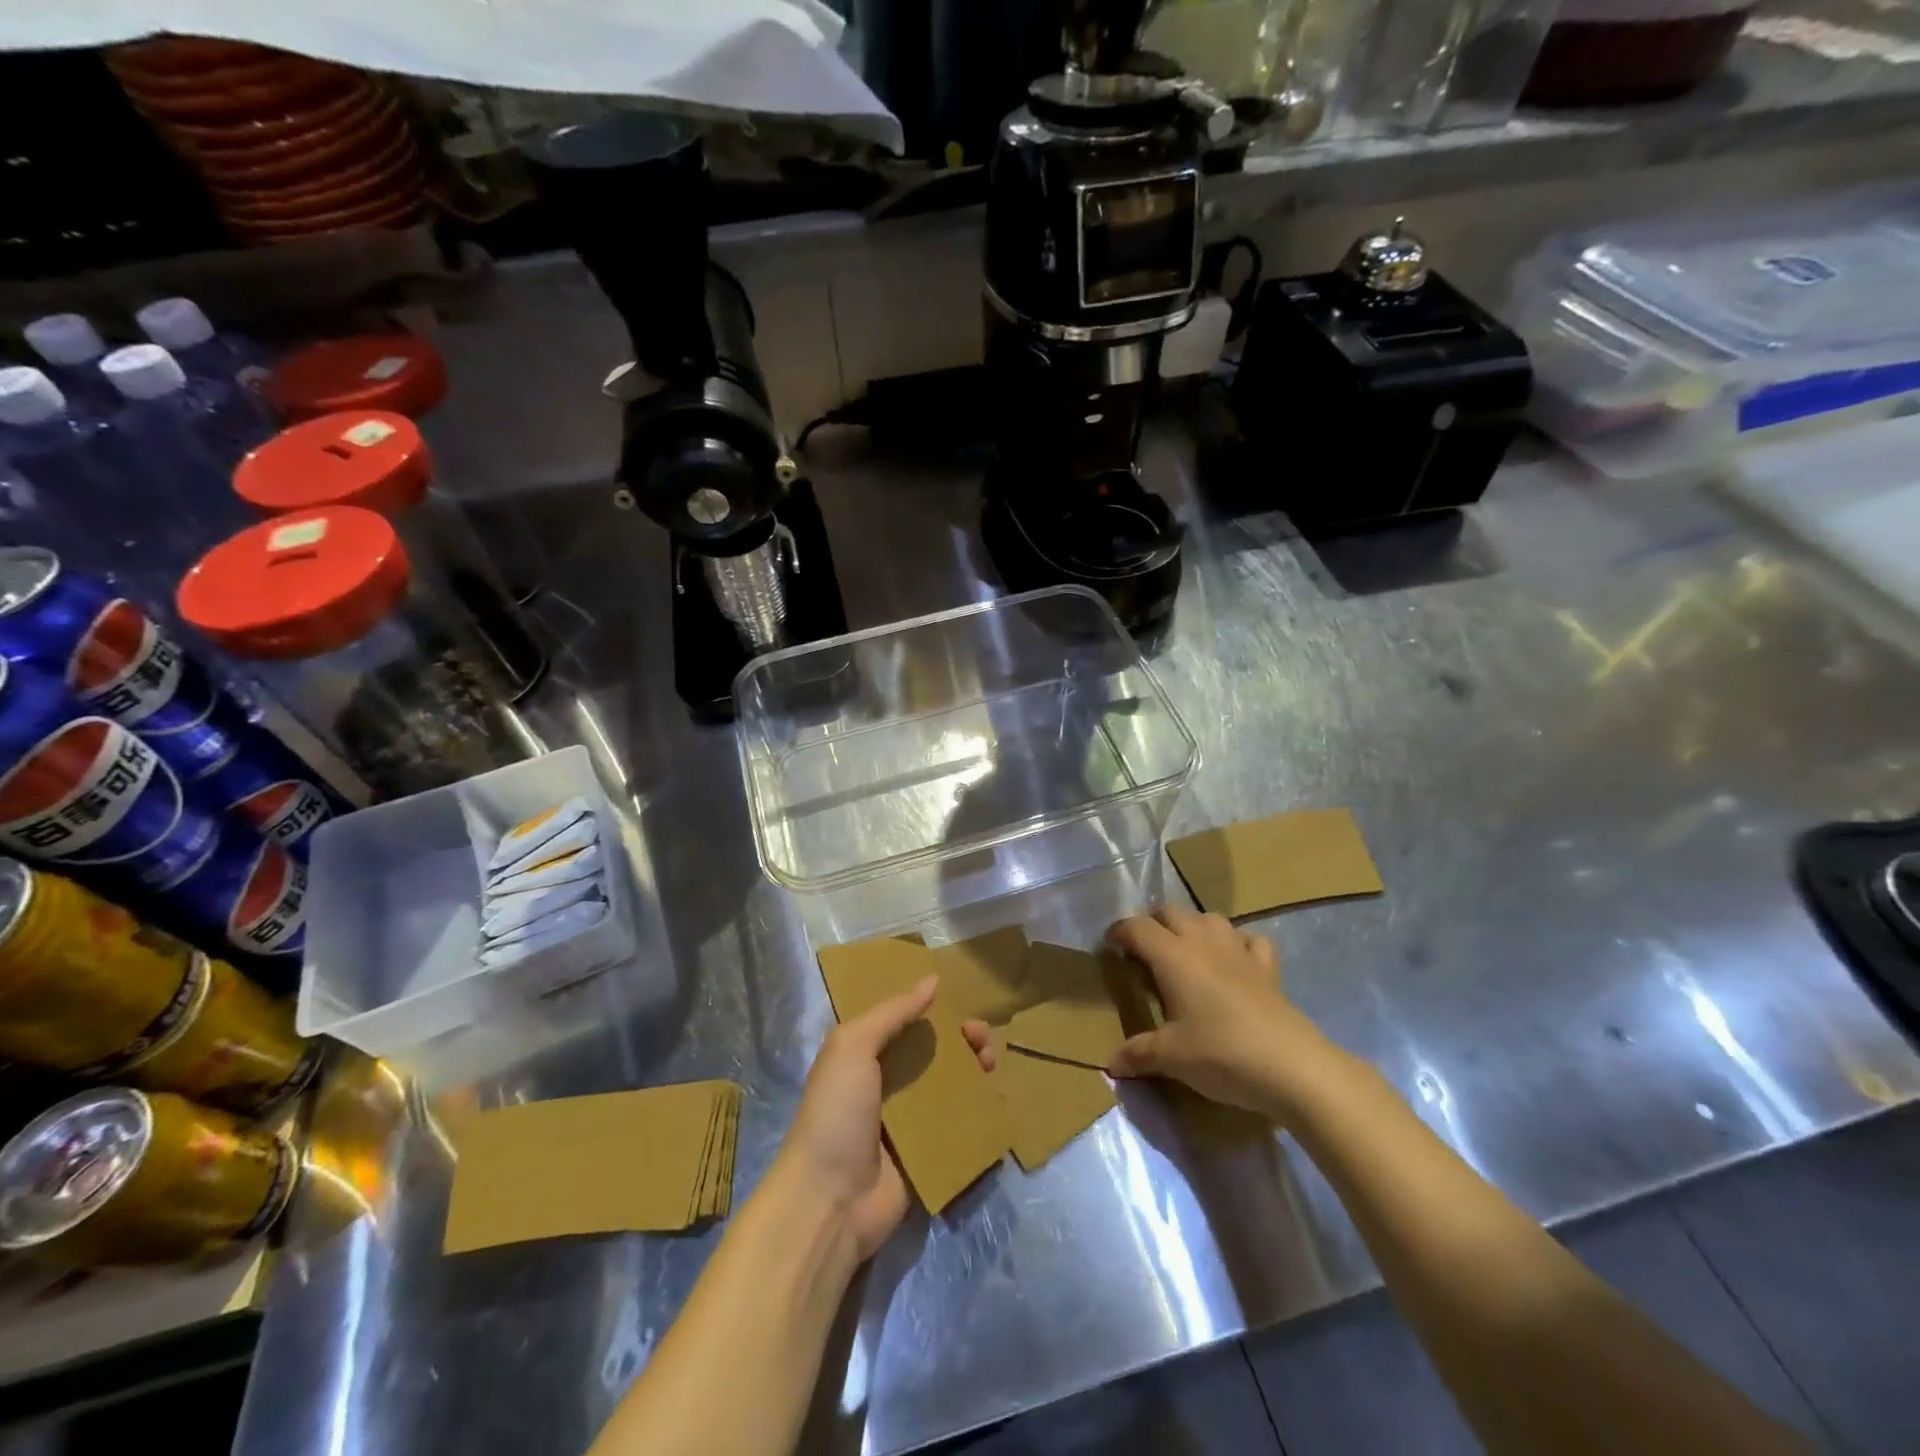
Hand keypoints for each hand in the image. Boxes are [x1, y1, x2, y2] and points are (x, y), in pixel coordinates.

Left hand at [776, 976, 994, 1261]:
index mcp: (863, 1057)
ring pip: (949, 1088)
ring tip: (991, 1064)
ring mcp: (907, 1124)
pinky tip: (998, 1100)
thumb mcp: (853, 1047)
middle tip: (982, 1038)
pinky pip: (957, 1128)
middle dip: (960, 1041)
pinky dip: (977, 1114)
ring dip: (973, 1073)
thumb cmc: (836, 1113)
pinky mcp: (927, 1156)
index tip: (961, 1001)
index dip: (932, 1011)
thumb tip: (932, 980)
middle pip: (931, 1054)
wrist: (829, 1201)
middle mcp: (886, 1086)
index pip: (904, 1023)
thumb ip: (892, 1013)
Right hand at [1105, 907, 1342, 1120]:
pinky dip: (1237, 943)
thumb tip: (1111, 1064)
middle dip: (1153, 923)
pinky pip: (1250, 940)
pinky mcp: (1268, 968)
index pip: (1137, 928)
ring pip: (1210, 918)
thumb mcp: (1172, 1057)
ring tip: (1185, 949)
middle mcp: (1203, 943)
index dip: (1119, 931)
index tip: (1109, 946)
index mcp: (1173, 957)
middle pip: (1172, 912)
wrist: (1291, 1066)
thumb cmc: (1221, 1054)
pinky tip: (1234, 960)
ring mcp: (1239, 951)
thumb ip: (1138, 1054)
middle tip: (1143, 949)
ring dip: (1193, 926)